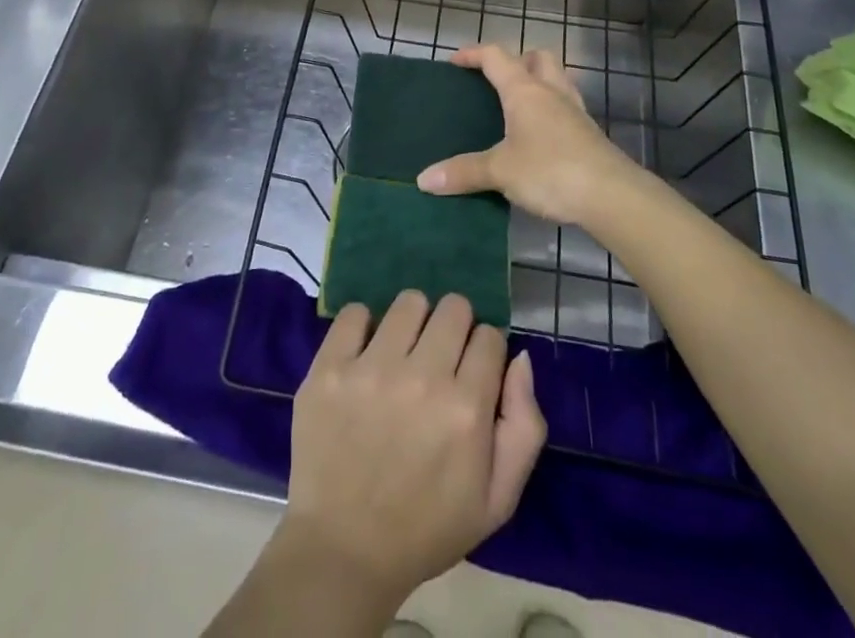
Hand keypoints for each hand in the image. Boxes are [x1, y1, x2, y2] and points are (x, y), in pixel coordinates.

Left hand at [278, 292, 545, 610]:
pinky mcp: (330, 367)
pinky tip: (364, 355)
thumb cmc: (427, 527)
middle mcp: (422, 378)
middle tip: (438, 359)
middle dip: (454, 328)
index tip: (471, 372)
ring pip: (409, 302)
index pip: (489, 336)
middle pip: (453, 307)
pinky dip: (363, 327)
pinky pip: (354, 312)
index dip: (484, 352)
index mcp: (466, 409)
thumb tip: (520, 357)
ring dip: (412, 322)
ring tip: (402, 354)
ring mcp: (371, 369)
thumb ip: (524, 425)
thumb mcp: (498, 500)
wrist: (344, 551)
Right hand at [418, 45, 641, 226]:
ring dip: (538, 82)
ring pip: (557, 80)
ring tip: (518, 105)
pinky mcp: (589, 134)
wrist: (612, 195)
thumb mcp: (500, 171)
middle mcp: (551, 92)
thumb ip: (463, 172)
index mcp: (525, 91)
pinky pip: (566, 108)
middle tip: (497, 81)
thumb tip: (423, 180)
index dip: (473, 54)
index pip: (496, 57)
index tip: (455, 61)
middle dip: (517, 60)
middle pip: (538, 58)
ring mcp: (575, 112)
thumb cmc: (550, 171)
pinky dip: (551, 111)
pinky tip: (541, 136)